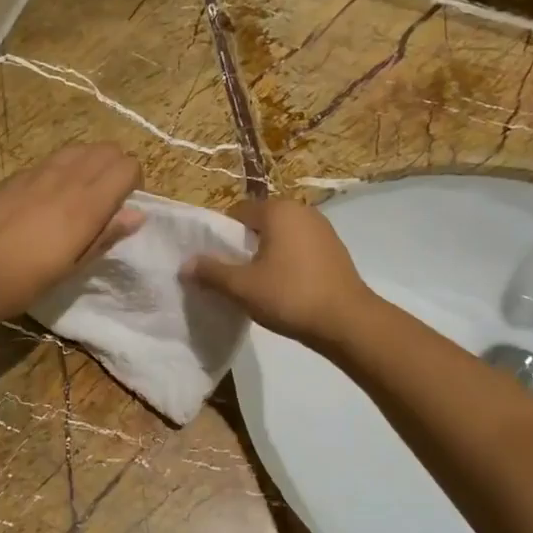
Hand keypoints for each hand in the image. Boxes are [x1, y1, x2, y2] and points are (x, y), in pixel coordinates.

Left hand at [0, 145, 143, 321]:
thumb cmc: (25, 279)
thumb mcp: (73, 265)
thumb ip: (106, 235)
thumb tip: (137, 214)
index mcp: (88, 203)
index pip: (127, 166)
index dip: (133, 182)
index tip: (123, 205)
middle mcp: (67, 178)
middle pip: (106, 149)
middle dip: (115, 166)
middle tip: (106, 197)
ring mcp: (38, 172)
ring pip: (78, 149)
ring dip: (88, 163)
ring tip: (78, 193)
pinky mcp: (14, 176)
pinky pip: (49, 161)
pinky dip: (60, 169)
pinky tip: (45, 197)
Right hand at [185, 199, 372, 349]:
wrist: (347, 321)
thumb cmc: (290, 296)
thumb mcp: (242, 286)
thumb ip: (211, 272)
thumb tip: (185, 264)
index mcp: (278, 210)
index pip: (237, 212)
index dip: (221, 236)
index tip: (215, 262)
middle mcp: (301, 211)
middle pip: (260, 223)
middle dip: (244, 245)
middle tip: (233, 275)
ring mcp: (322, 229)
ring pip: (281, 236)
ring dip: (266, 254)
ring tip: (257, 283)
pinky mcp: (334, 249)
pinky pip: (299, 248)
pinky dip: (287, 261)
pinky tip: (284, 287)